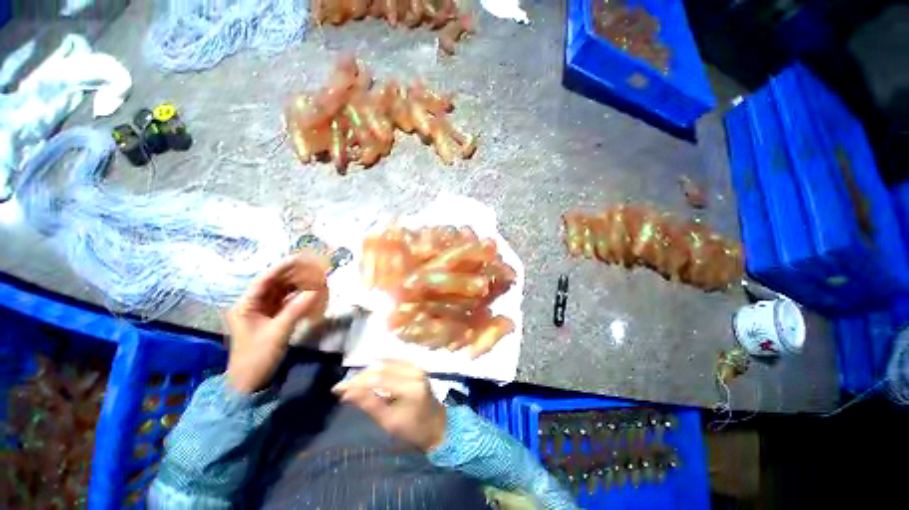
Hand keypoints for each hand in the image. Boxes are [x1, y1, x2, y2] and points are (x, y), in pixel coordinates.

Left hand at [225, 253, 329, 393]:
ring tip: (316, 277)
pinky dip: (299, 298)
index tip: (301, 258)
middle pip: (275, 284)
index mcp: (246, 305)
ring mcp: (263, 313)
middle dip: (294, 275)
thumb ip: (297, 309)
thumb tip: (317, 290)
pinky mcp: (272, 320)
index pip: (265, 280)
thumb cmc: (257, 356)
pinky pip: (287, 303)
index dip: (283, 268)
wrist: (250, 383)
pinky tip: (311, 293)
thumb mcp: (278, 332)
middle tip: (314, 267)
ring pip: (282, 293)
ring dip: (298, 285)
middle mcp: (253, 305)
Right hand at [332, 360, 446, 451]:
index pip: (378, 379)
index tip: (337, 389)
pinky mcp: (416, 366)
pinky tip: (369, 378)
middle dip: (360, 377)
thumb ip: (369, 404)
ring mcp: (416, 366)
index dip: (356, 382)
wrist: (437, 424)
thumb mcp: (389, 422)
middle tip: (343, 388)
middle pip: (381, 368)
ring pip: (386, 363)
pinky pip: (393, 362)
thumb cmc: (413, 429)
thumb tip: (346, 393)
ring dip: (368, 372)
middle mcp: (414, 371)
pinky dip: (379, 369)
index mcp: (410, 387)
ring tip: (353, 385)